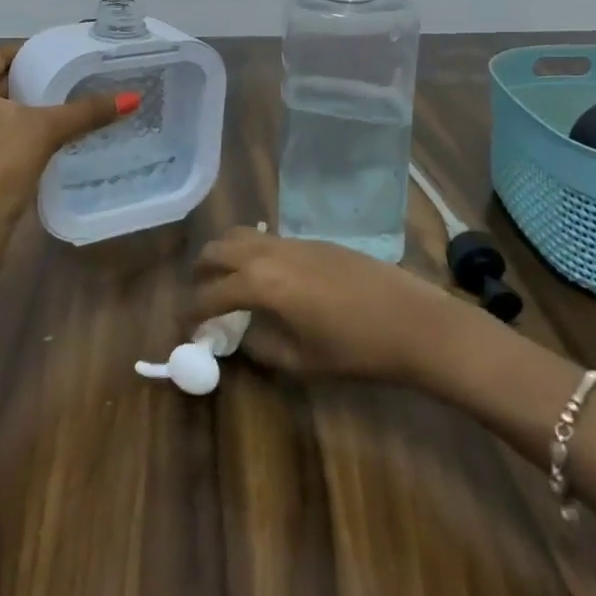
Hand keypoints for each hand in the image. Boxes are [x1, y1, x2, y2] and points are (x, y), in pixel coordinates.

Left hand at [0, 44, 132, 284]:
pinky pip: (5, 135)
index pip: (3, 56)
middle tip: (84, 77)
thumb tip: (133, 98)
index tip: (72, 54)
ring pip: (6, 112)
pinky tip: (63, 136)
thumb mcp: (44, 132)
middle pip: (5, 83)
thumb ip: (87, 112)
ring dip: (38, 109)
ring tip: (80, 103)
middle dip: (42, 81)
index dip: (37, 53)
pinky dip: (29, 132)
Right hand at [188, 226, 471, 387]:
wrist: (412, 321)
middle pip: (218, 249)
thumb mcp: (301, 361)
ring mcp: (294, 241)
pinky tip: (266, 278)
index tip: (182, 329)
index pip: (209, 295)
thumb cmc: (356, 349)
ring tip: (227, 283)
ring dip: (225, 255)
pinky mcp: (314, 240)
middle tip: (200, 298)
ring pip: (242, 234)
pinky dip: (252, 251)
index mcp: (261, 284)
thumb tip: (240, 339)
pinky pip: (268, 238)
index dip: (190, 313)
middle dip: (200, 272)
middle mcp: (270, 253)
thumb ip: (260, 348)